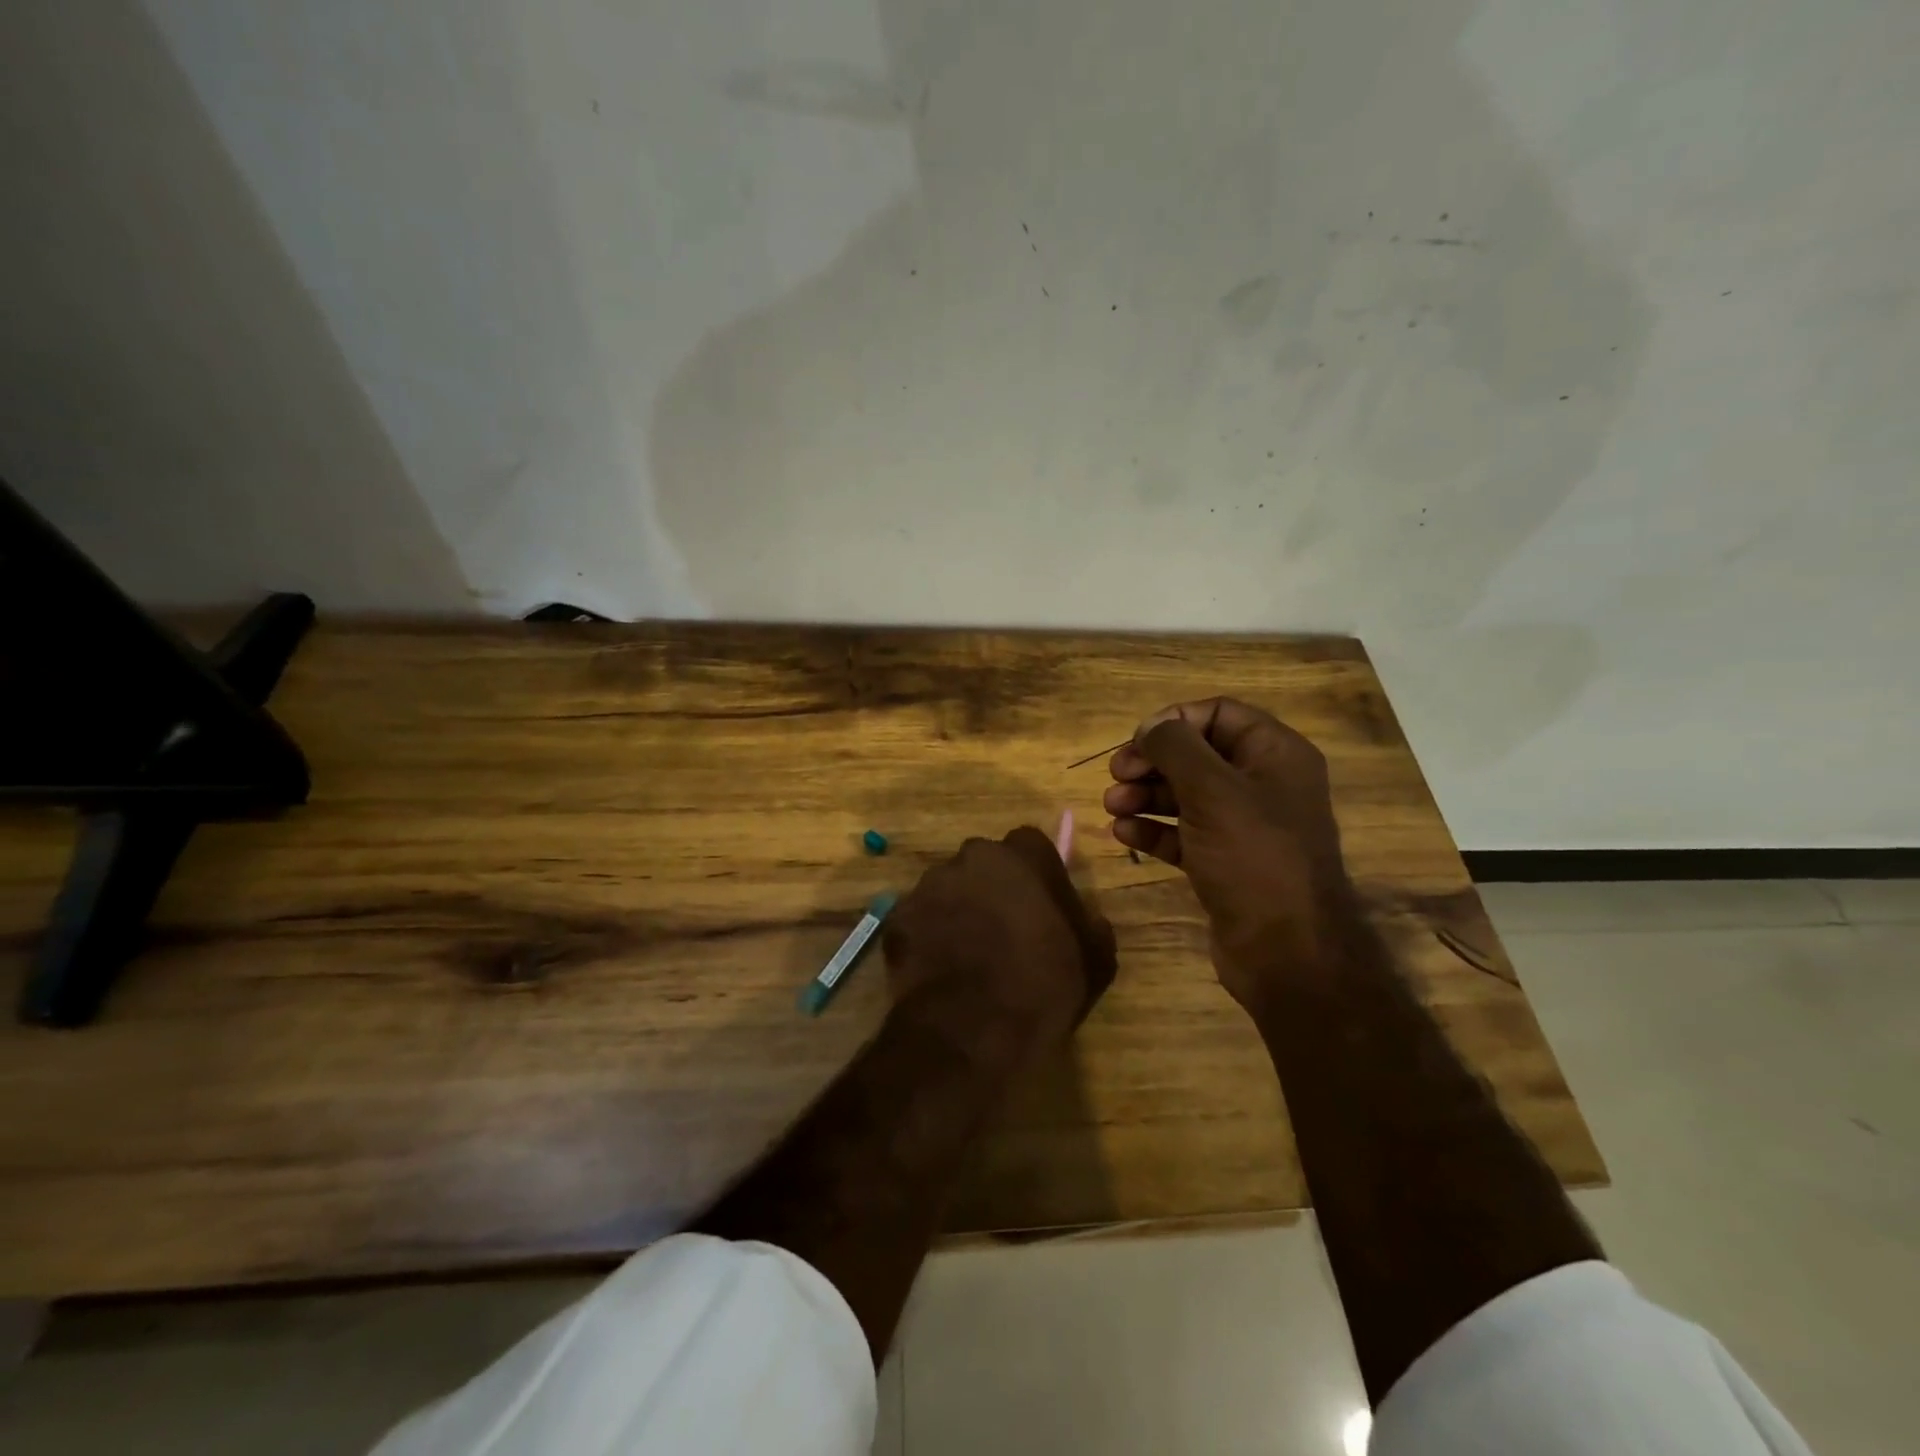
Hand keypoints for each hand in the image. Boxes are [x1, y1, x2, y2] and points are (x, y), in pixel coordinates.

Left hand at [883, 827, 1116, 1059]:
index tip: (1042, 906)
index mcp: (1021, 856)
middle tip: (1005, 932)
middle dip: (993, 889)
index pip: (1031, 846)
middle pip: (984, 865)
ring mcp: (928, 886)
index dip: (1037, 875)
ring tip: (969, 957)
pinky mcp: (897, 919)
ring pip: (948, 891)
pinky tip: (940, 973)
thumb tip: (1082, 916)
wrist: (972, 1031)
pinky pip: (918, 922)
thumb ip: (1088, 923)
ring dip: (958, 912)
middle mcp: (970, 858)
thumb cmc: (1043, 987)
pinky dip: (927, 939)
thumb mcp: (1095, 958)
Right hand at [1102, 698, 1359, 1008]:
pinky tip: (1123, 834)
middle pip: (1196, 755)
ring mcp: (1243, 827)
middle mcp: (1262, 784)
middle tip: (1116, 775)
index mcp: (1275, 755)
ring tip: (1111, 807)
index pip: (1219, 714)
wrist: (1286, 951)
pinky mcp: (1224, 862)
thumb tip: (1150, 725)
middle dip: (1152, 762)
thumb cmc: (1254, 857)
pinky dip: (1153, 830)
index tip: (1137, 740)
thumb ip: (1176, 748)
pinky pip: (1183, 834)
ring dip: (1145, 796)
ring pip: (1185, 796)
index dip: (1174, 720)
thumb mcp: (1213, 791)